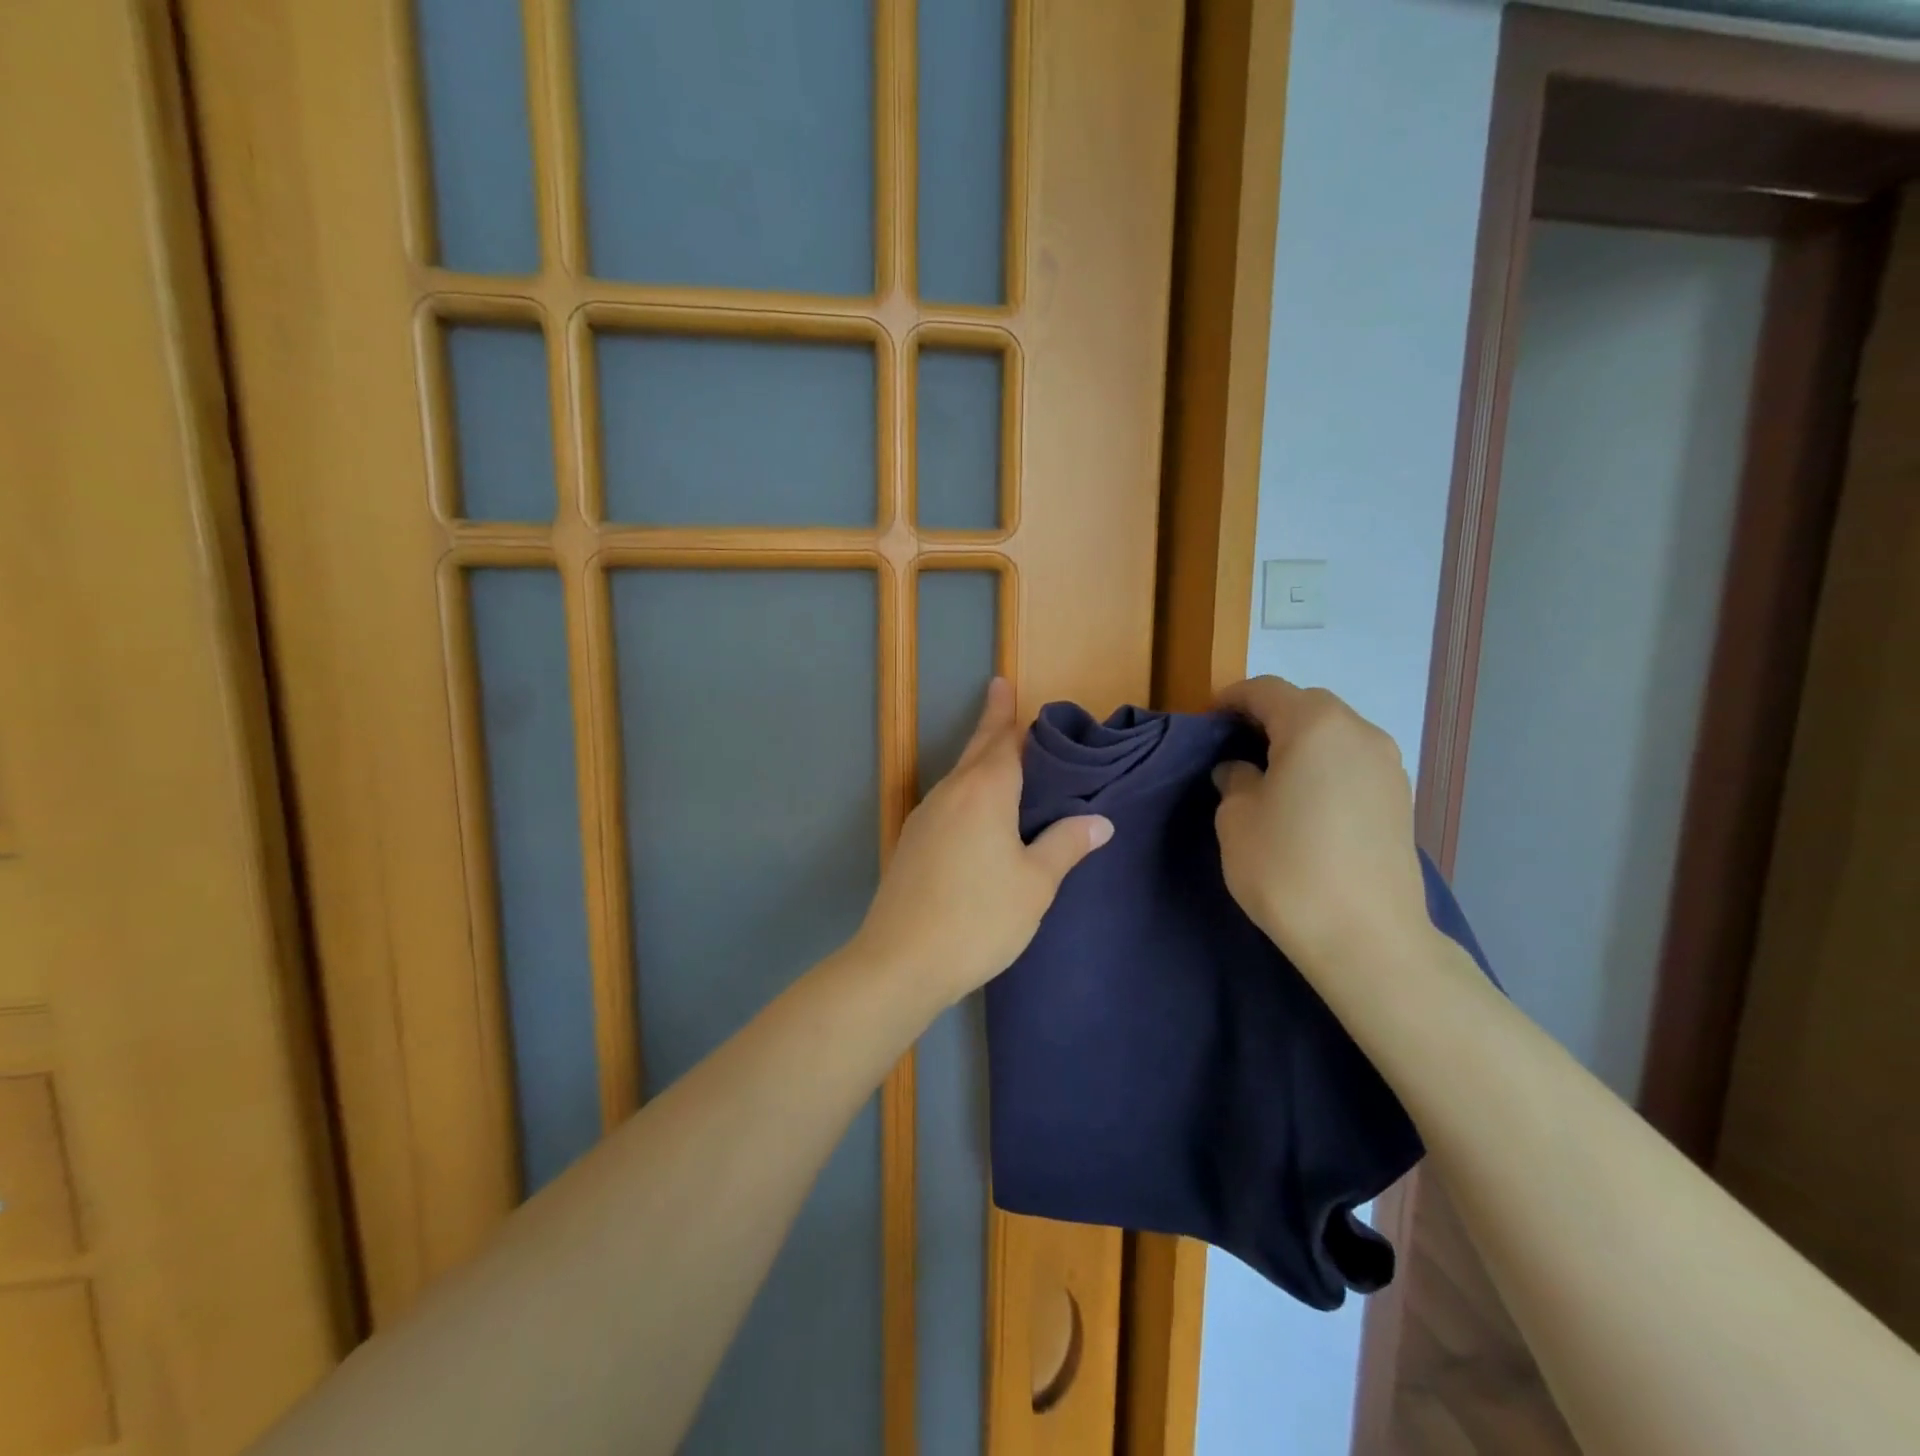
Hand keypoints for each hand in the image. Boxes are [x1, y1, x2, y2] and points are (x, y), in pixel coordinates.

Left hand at [852, 678, 1112, 1007]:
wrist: (901, 960)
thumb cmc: (979, 917)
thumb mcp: (1035, 884)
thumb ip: (1065, 846)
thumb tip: (1099, 821)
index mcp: (984, 792)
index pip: (1001, 740)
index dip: (1006, 713)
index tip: (1003, 684)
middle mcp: (950, 794)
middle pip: (975, 751)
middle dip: (990, 725)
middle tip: (1000, 698)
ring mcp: (924, 818)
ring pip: (958, 777)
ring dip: (978, 761)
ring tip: (999, 757)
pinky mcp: (910, 844)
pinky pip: (947, 802)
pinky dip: (966, 792)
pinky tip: (975, 812)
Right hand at [1213, 676, 1430, 981]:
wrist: (1366, 938)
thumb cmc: (1288, 868)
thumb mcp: (1236, 819)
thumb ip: (1234, 780)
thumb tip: (1242, 771)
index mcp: (1315, 725)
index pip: (1266, 691)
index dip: (1231, 700)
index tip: (1206, 721)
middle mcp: (1359, 733)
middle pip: (1306, 706)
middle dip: (1267, 717)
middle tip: (1234, 747)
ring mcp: (1388, 766)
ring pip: (1333, 734)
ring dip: (1299, 742)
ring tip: (1269, 775)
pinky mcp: (1401, 799)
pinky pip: (1352, 763)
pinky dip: (1324, 767)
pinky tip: (1304, 801)